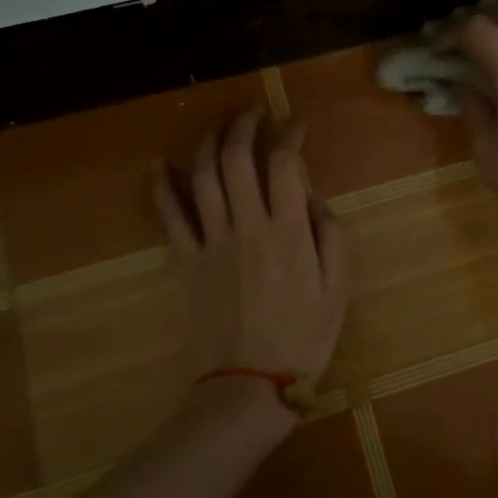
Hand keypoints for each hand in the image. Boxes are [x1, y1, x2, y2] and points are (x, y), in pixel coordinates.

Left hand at [154, 108, 347, 384]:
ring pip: (203, 177)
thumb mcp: (339, 289)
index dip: (289, 135)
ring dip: (209, 143)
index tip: (295, 125)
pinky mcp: (185, 261)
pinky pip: (169, 216)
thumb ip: (331, 235)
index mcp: (288, 231)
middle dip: (244, 125)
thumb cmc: (303, 338)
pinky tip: (159, 164)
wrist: (249, 384)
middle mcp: (247, 225)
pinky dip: (162, 186)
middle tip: (253, 112)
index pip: (284, 164)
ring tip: (218, 126)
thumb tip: (312, 198)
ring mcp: (211, 241)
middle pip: (237, 159)